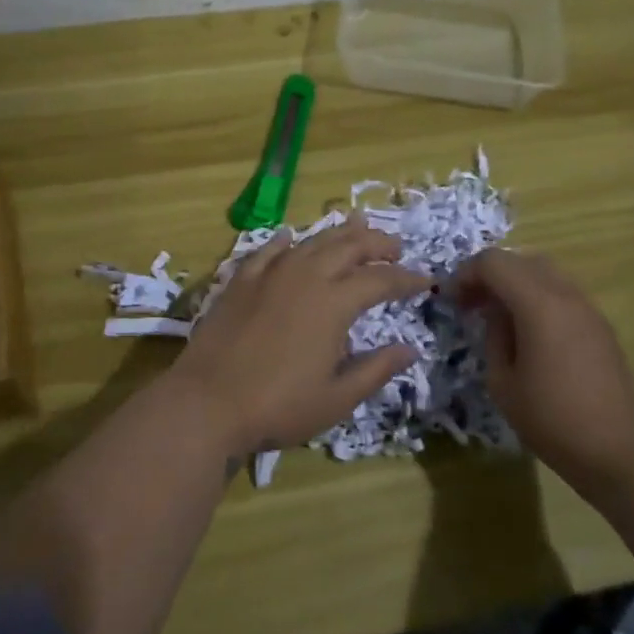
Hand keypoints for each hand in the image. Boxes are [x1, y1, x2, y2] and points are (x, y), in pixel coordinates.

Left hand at [174, 217, 432, 457]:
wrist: (208, 401)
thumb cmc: (278, 406)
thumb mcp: (337, 398)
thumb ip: (375, 369)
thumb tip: (409, 349)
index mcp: (333, 303)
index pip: (380, 280)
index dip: (406, 278)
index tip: (425, 280)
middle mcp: (305, 276)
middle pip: (348, 247)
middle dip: (377, 243)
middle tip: (395, 246)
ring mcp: (269, 274)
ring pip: (311, 241)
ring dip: (338, 234)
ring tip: (356, 227)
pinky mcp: (240, 280)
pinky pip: (268, 250)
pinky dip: (285, 241)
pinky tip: (290, 237)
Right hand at [452, 249, 633, 489]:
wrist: (618, 453)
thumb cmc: (551, 420)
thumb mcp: (502, 382)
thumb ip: (493, 335)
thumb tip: (495, 314)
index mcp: (538, 304)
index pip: (493, 262)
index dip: (466, 274)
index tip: (452, 301)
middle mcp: (565, 294)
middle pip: (519, 260)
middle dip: (489, 274)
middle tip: (471, 304)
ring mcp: (588, 308)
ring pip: (543, 272)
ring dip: (515, 282)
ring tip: (498, 315)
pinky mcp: (600, 325)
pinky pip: (561, 292)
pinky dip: (537, 296)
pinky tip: (528, 330)